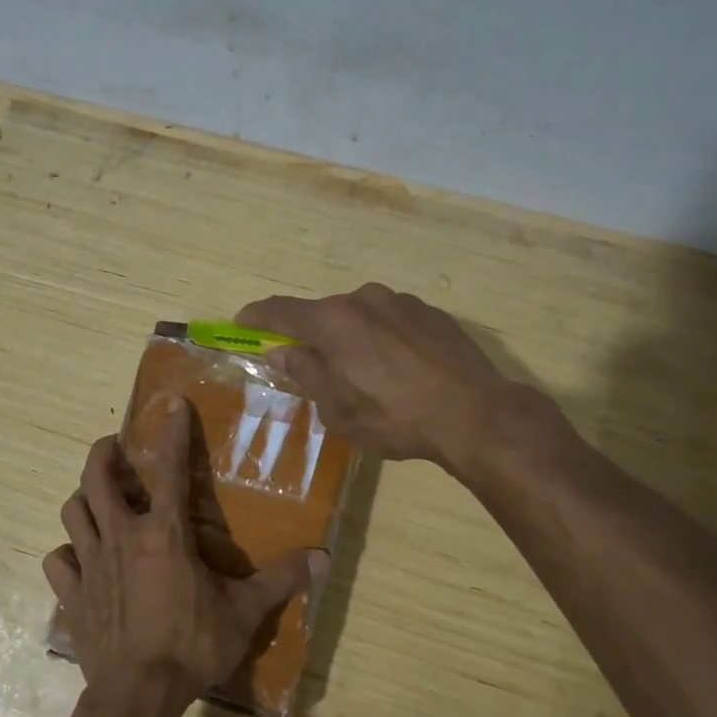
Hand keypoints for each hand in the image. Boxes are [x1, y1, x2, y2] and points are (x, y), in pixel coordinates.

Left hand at [43, 398, 327, 708]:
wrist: (138, 694)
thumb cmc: (192, 646)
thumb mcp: (244, 612)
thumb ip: (281, 580)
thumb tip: (324, 558)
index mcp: (164, 533)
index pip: (169, 469)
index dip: (172, 433)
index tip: (172, 405)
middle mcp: (121, 537)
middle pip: (97, 478)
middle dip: (104, 454)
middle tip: (115, 449)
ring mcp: (90, 565)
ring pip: (73, 513)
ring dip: (83, 499)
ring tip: (98, 500)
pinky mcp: (71, 596)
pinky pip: (58, 563)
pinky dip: (66, 555)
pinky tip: (78, 560)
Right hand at [237, 282, 565, 470]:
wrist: (474, 413)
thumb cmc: (393, 417)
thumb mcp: (338, 409)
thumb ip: (306, 374)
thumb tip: (284, 353)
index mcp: (333, 321)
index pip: (281, 311)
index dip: (257, 317)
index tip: (242, 322)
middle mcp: (364, 299)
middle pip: (323, 314)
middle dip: (311, 337)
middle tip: (311, 366)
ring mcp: (402, 303)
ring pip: (361, 316)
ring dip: (351, 338)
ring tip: (363, 374)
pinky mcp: (433, 313)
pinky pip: (392, 322)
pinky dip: (383, 339)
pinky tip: (399, 370)